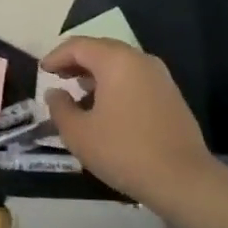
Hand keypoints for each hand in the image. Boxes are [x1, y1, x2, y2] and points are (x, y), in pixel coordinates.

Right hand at [40, 37, 214, 205]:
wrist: (184, 181)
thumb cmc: (124, 151)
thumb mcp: (79, 133)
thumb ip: (60, 108)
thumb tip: (55, 93)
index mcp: (115, 60)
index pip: (78, 46)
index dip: (56, 56)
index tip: (42, 71)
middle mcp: (139, 59)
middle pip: (100, 49)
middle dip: (76, 61)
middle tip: (59, 77)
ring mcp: (159, 76)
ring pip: (120, 63)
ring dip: (97, 73)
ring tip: (80, 93)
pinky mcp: (171, 95)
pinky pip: (135, 78)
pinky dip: (116, 84)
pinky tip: (108, 107)